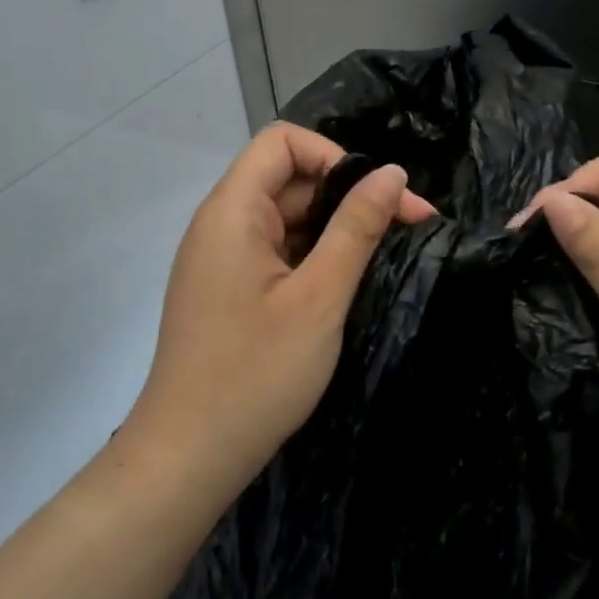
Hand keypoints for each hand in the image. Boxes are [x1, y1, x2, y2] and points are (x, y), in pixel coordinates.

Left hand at [123, 122, 436, 493]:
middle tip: (409, 228)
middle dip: (349, 195)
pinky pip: (276, 250)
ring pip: (287, 217)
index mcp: (232, 211)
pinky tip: (347, 283)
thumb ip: (356, 228)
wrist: (189, 456)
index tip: (376, 198)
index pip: (283, 142)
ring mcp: (222, 258)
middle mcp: (220, 224)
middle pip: (289, 178)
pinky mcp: (228, 289)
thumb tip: (390, 172)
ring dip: (336, 229)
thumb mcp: (320, 297)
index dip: (335, 156)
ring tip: (385, 257)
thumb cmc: (256, 374)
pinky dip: (314, 256)